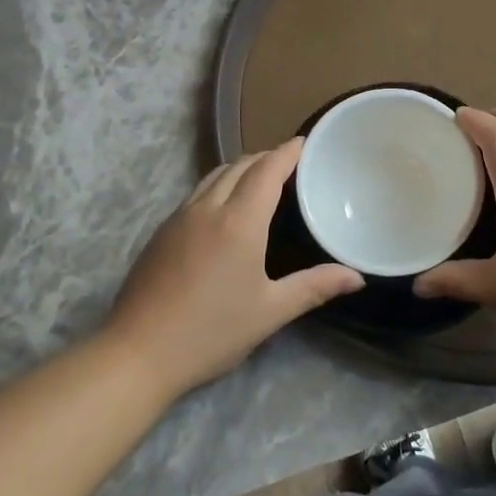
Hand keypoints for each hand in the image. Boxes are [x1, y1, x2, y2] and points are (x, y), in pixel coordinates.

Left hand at [104, 139, 361, 398]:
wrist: (137, 353)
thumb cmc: (211, 332)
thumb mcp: (270, 312)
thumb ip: (315, 287)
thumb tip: (357, 278)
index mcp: (239, 221)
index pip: (267, 170)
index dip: (287, 152)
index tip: (304, 142)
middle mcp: (208, 208)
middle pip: (240, 166)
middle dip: (266, 157)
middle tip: (290, 161)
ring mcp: (180, 217)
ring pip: (214, 175)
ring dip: (241, 167)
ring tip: (261, 176)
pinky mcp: (161, 232)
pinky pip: (198, 192)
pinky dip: (220, 183)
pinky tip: (225, 205)